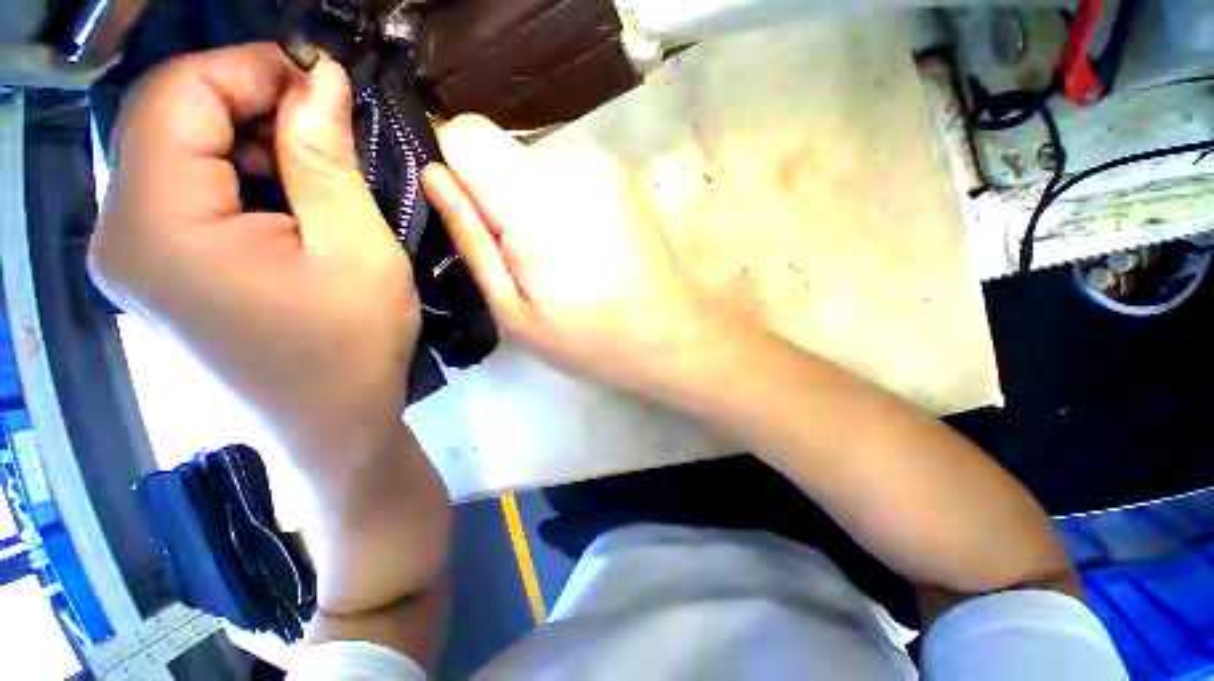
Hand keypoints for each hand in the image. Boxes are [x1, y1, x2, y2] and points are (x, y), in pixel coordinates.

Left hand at [90, 44, 418, 468]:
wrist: (332, 426)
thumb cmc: (354, 347)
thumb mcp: (357, 249)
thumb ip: (326, 158)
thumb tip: (319, 78)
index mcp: (158, 227)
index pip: (175, 94)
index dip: (248, 67)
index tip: (319, 81)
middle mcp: (122, 235)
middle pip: (168, 120)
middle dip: (250, 104)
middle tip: (326, 126)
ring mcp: (135, 258)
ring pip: (178, 154)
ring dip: (247, 143)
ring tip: (316, 171)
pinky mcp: (160, 274)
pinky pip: (186, 195)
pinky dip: (238, 178)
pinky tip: (289, 206)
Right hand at [423, 116, 711, 394]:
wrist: (671, 334)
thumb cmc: (591, 338)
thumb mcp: (515, 311)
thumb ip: (472, 241)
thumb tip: (434, 178)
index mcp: (537, 203)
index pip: (466, 137)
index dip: (455, 170)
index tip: (473, 216)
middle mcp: (573, 166)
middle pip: (503, 153)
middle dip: (500, 198)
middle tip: (527, 257)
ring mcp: (605, 166)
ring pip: (536, 166)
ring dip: (535, 206)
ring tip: (563, 258)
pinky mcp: (624, 176)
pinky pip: (569, 176)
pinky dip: (564, 205)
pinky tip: (587, 247)